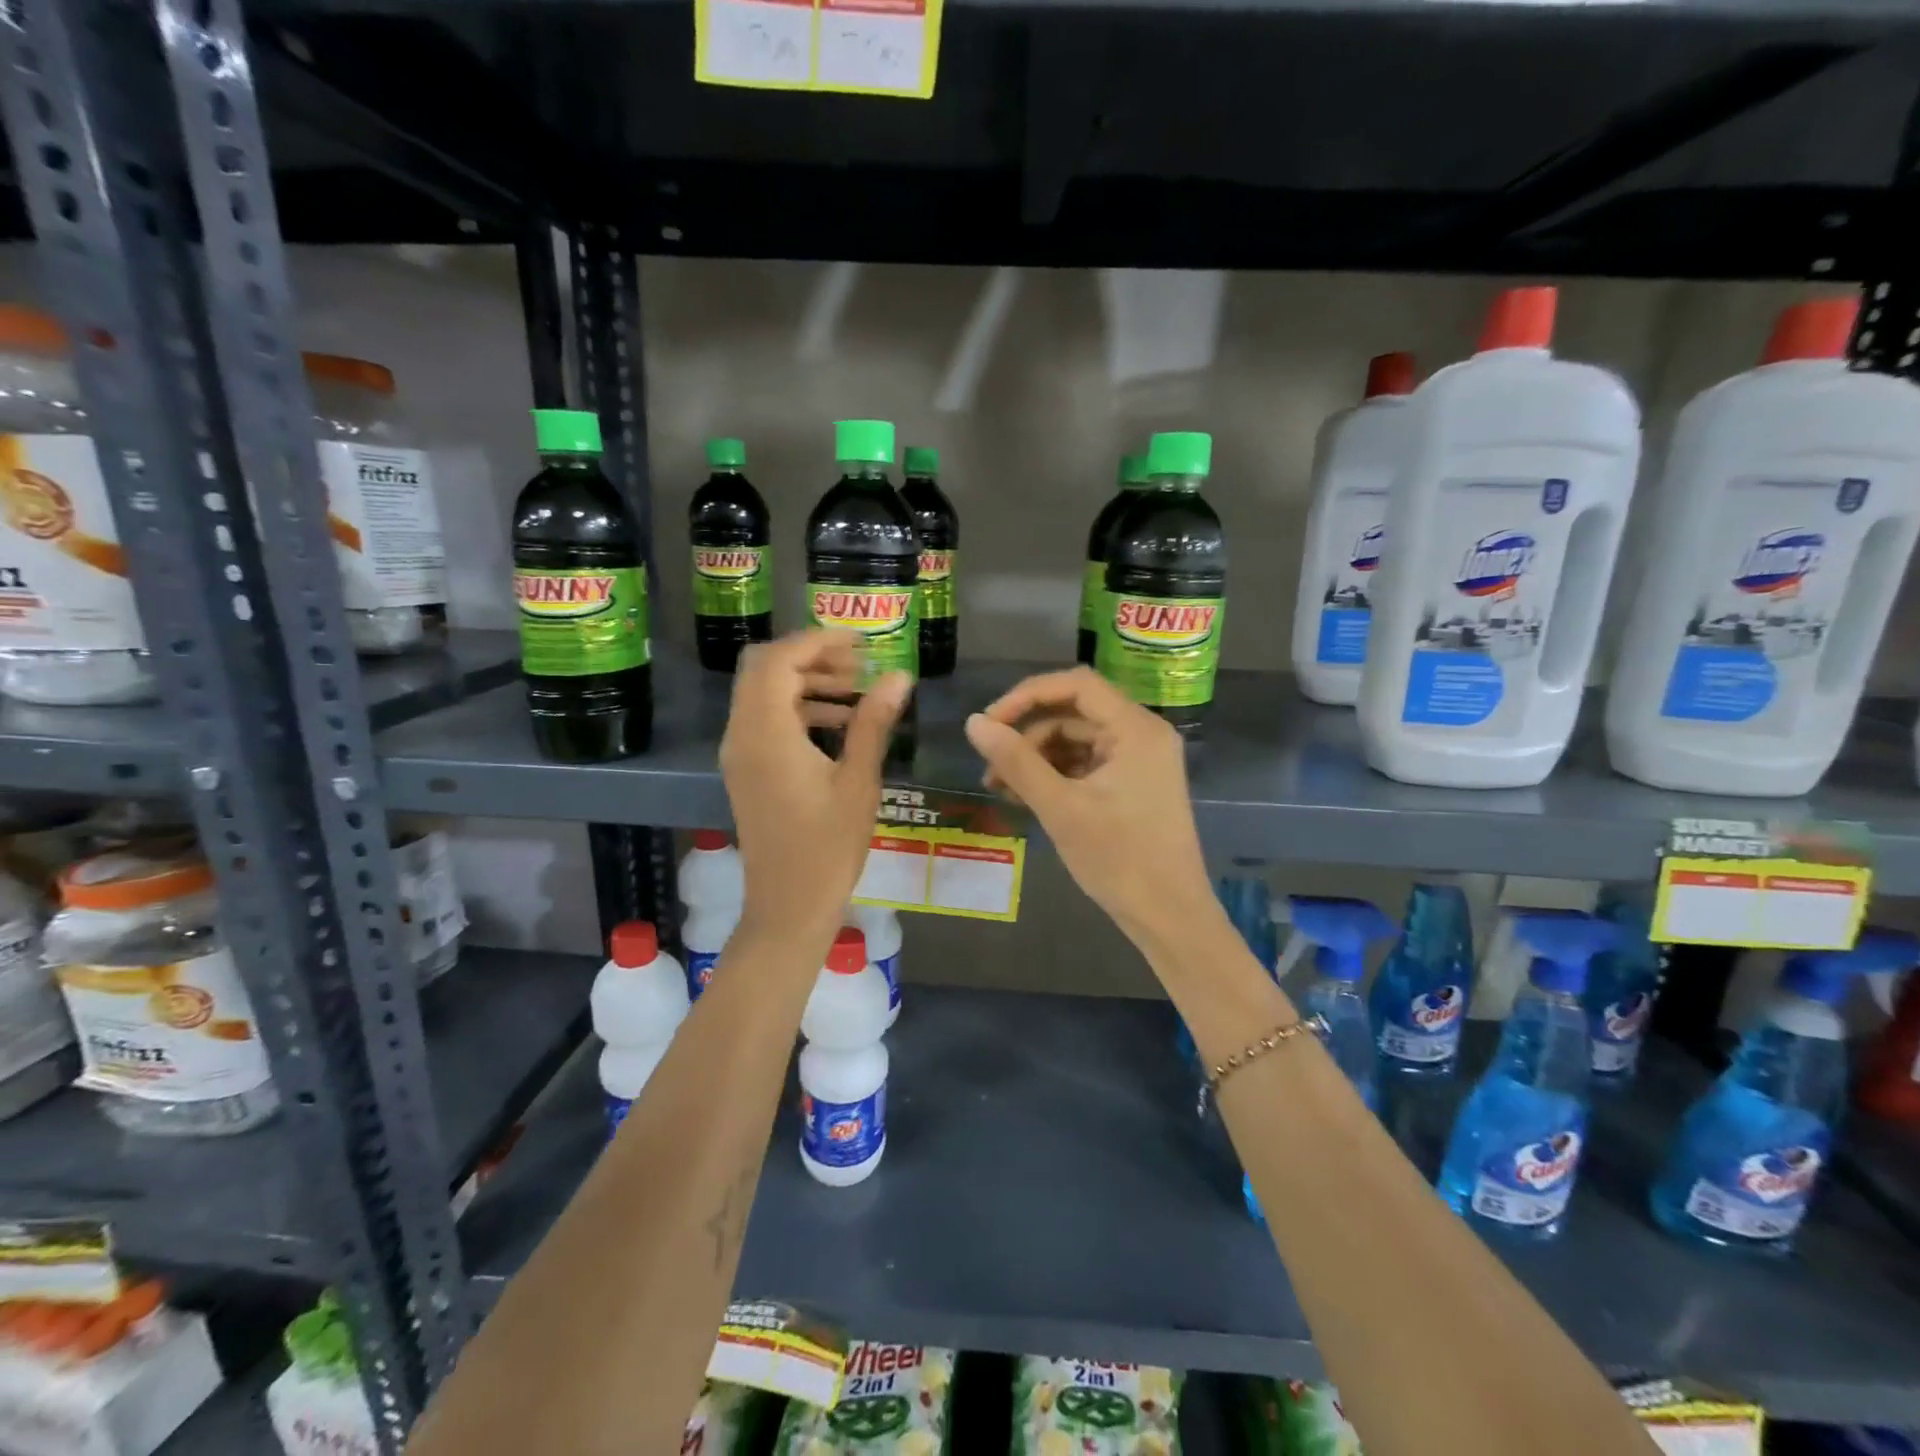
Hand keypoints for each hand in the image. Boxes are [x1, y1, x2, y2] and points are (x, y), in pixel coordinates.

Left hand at [720, 631, 908, 946]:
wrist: (788, 906)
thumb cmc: (828, 847)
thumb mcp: (859, 781)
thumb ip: (874, 722)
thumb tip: (898, 676)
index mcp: (766, 733)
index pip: (780, 660)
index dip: (819, 641)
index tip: (862, 643)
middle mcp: (741, 735)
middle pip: (764, 668)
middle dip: (811, 657)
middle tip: (859, 665)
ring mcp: (739, 754)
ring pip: (762, 693)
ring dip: (806, 682)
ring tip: (857, 691)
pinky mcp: (745, 770)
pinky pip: (764, 720)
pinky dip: (796, 708)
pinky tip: (838, 724)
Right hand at [963, 668, 1212, 948]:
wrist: (1169, 916)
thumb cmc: (1119, 859)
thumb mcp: (1060, 808)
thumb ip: (1016, 762)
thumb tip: (973, 723)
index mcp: (1136, 728)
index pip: (1076, 685)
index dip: (1026, 696)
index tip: (989, 723)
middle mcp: (1142, 734)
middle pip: (1074, 712)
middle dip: (1028, 735)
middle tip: (990, 765)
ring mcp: (1140, 760)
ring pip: (1076, 740)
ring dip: (1037, 757)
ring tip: (1001, 789)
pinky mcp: (1133, 784)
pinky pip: (1087, 763)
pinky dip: (1055, 775)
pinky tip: (1026, 797)